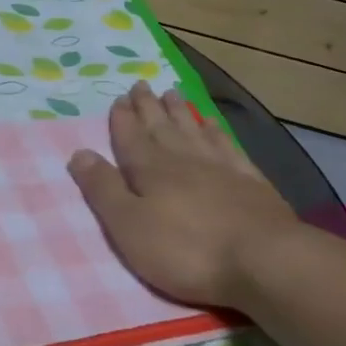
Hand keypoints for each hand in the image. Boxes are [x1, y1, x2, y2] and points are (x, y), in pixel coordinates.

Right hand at [68, 82, 299, 308]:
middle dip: (148, 107)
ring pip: (193, 130)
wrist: (265, 261)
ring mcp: (221, 168)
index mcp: (150, 170)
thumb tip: (79, 153)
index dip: (122, 119)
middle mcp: (183, 160)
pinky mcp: (251, 182)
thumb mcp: (129, 226)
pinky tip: (212, 123)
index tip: (118, 98)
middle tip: (140, 85)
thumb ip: (103, 189)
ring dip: (179, 112)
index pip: (130, 138)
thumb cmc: (186, 250)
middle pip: (161, 127)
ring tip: (171, 93)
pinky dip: (216, 131)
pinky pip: (228, 145)